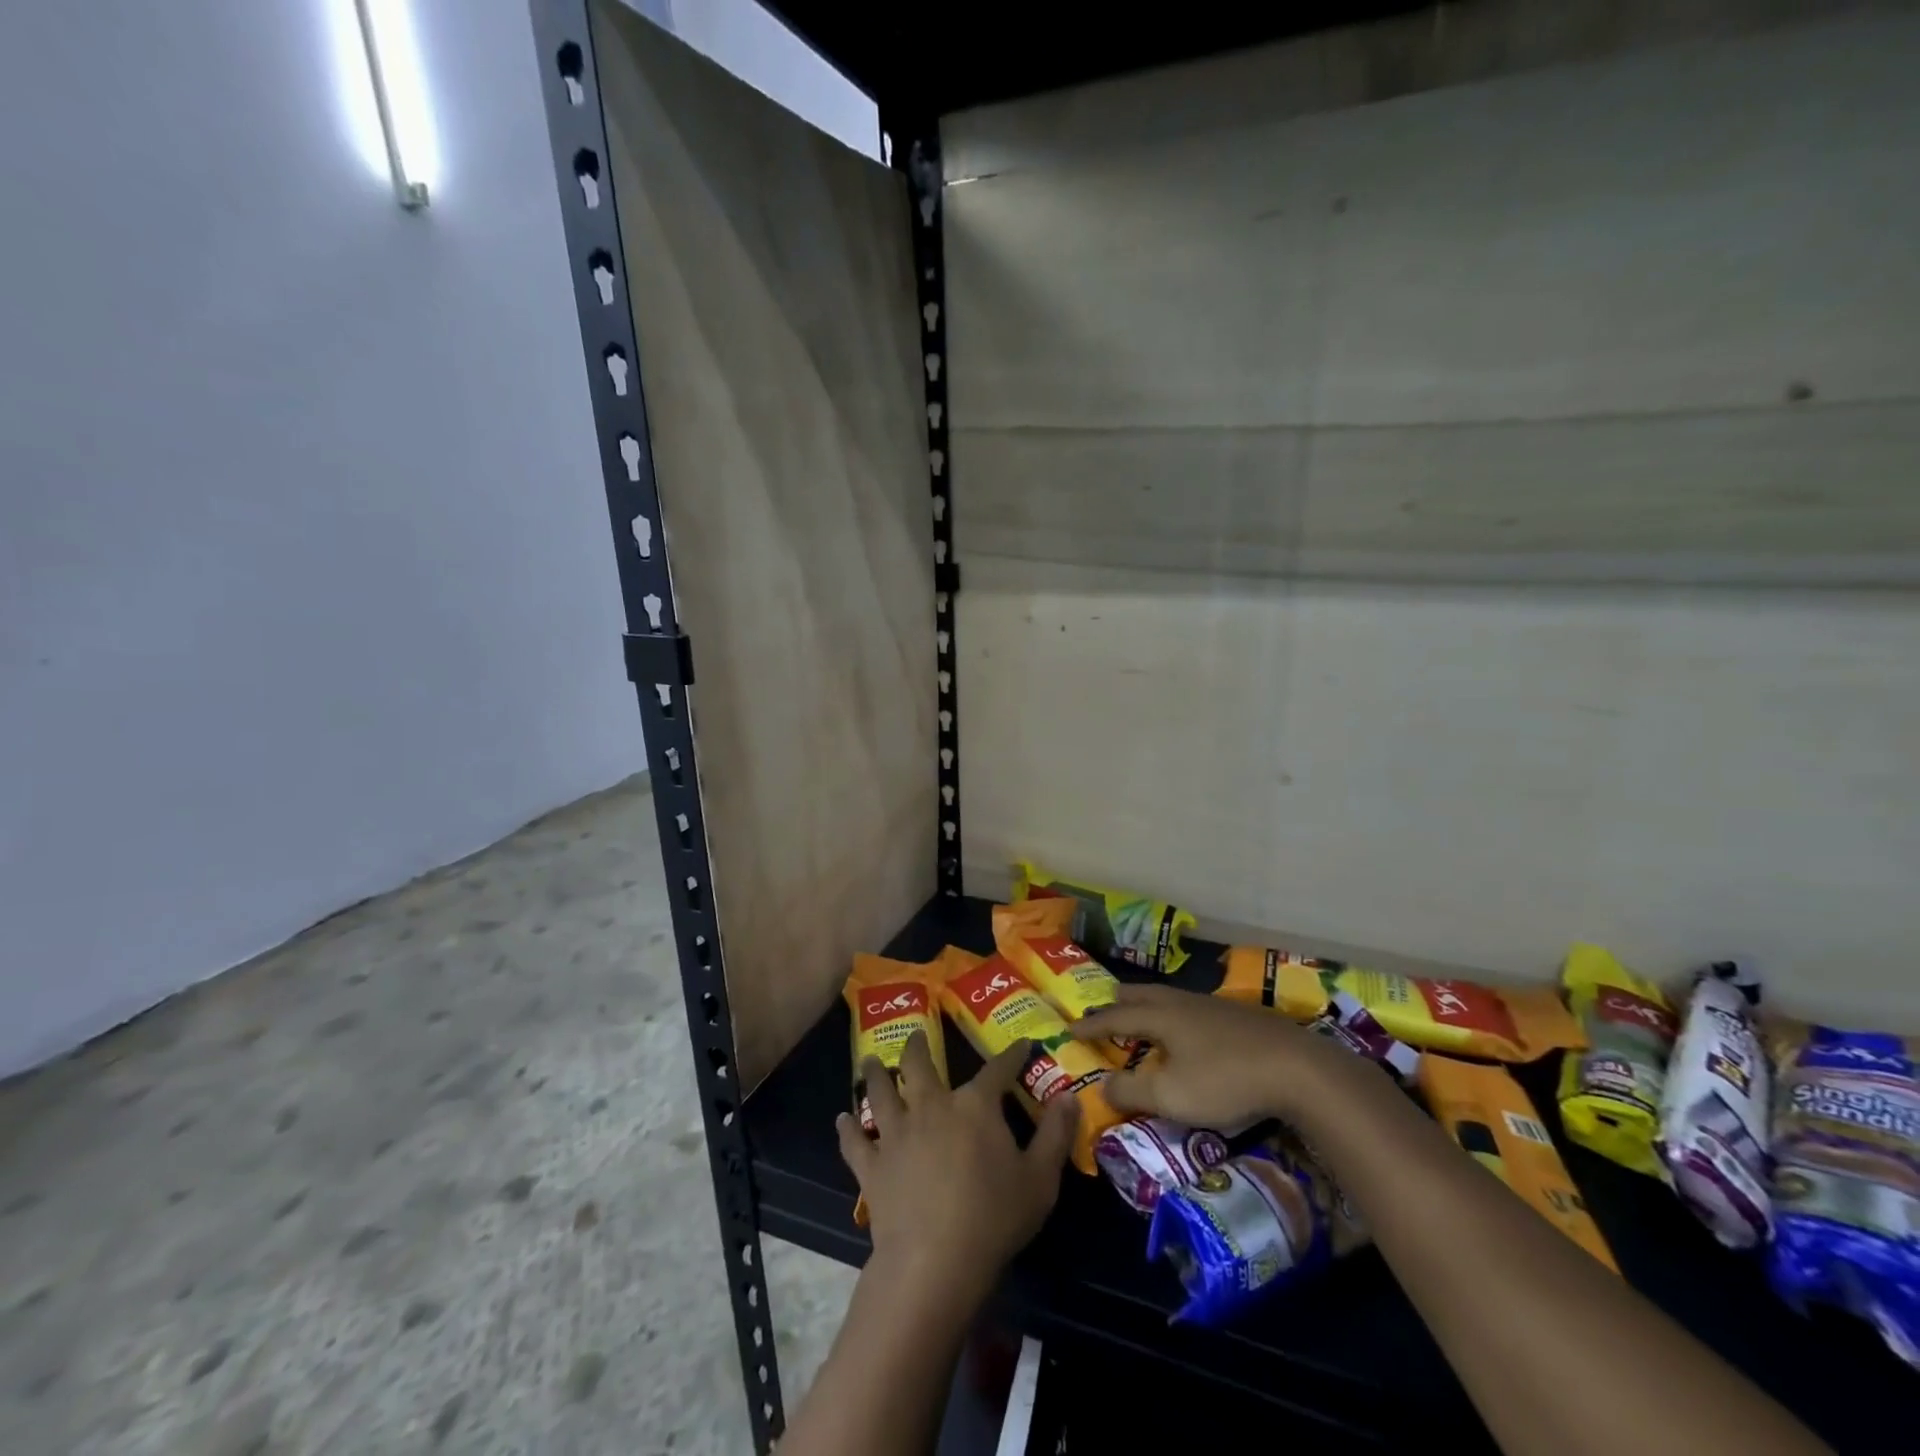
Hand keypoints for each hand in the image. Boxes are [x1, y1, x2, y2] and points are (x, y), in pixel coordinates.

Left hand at [837, 1033, 1077, 1301]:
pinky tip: (841, 1119)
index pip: (997, 1070)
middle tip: (916, 1037)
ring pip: (880, 1092)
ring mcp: (896, 1133)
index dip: (1011, 1055)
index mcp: (974, 1106)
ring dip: (874, 1074)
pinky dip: (847, 1128)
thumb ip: (1056, 1135)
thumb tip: (1069, 1097)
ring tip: (869, 1061)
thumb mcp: (1040, 1179)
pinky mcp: (872, 1165)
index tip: (1020, 1044)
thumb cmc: (994, 1218)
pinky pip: (854, 1141)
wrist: (934, 1261)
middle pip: (919, 1065)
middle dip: (919, 1047)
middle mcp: (931, 1106)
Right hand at [1073, 982, 1351, 1127]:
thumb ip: (1132, 1090)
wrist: (1298, 1069)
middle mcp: (1183, 1003)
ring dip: (1149, 1005)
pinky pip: (1194, 1007)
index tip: (1070, 1026)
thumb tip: (1102, 1084)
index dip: (1092, 1023)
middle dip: (1120, 1002)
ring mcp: (1215, 1006)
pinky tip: (1191, 1029)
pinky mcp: (1241, 1016)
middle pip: (1143, 994)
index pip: (1116, 1016)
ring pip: (1171, 997)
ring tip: (1144, 1015)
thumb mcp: (1172, 1096)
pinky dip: (1177, 1014)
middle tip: (1105, 1007)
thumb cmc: (1226, 1080)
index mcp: (1162, 1016)